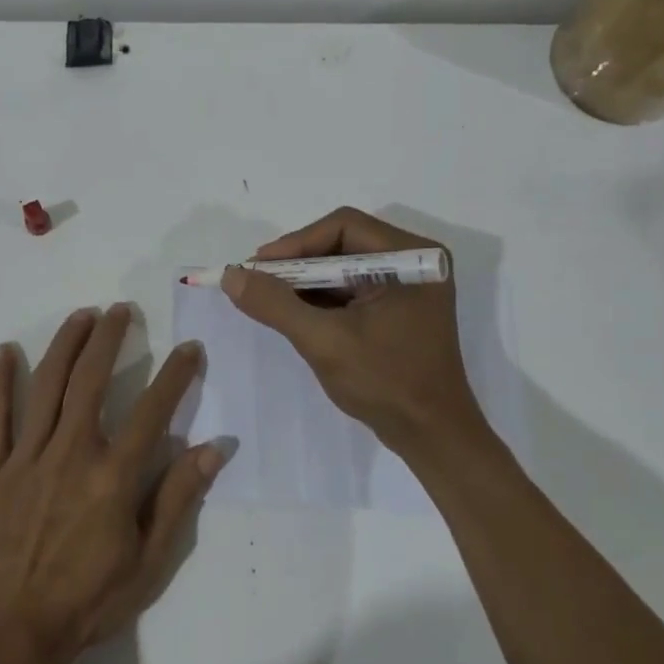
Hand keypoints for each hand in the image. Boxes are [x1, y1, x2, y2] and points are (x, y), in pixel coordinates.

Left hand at [0, 304, 226, 663]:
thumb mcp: (149, 561)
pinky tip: (6, 351)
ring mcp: (27, 457)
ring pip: (47, 386)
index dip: (176, 375)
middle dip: (109, 338)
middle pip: (91, 379)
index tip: (189, 348)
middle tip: (121, 311)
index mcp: (113, 476)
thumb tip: (215, 449)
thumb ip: (178, 498)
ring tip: (80, 316)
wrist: (14, 630)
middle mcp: (71, 452)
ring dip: (65, 345)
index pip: (153, 410)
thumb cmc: (89, 600)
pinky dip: (0, 381)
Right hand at [221, 207, 493, 457]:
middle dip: (297, 265)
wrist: (432, 436)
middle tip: (256, 282)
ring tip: (267, 300)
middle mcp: (414, 261)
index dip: (296, 243)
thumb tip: (230, 275)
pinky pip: (350, 289)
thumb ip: (275, 305)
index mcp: (412, 257)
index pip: (343, 226)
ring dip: (304, 283)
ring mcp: (407, 286)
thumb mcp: (324, 341)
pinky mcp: (397, 308)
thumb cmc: (386, 383)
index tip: (258, 268)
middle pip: (341, 244)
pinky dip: (319, 299)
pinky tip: (292, 314)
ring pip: (342, 267)